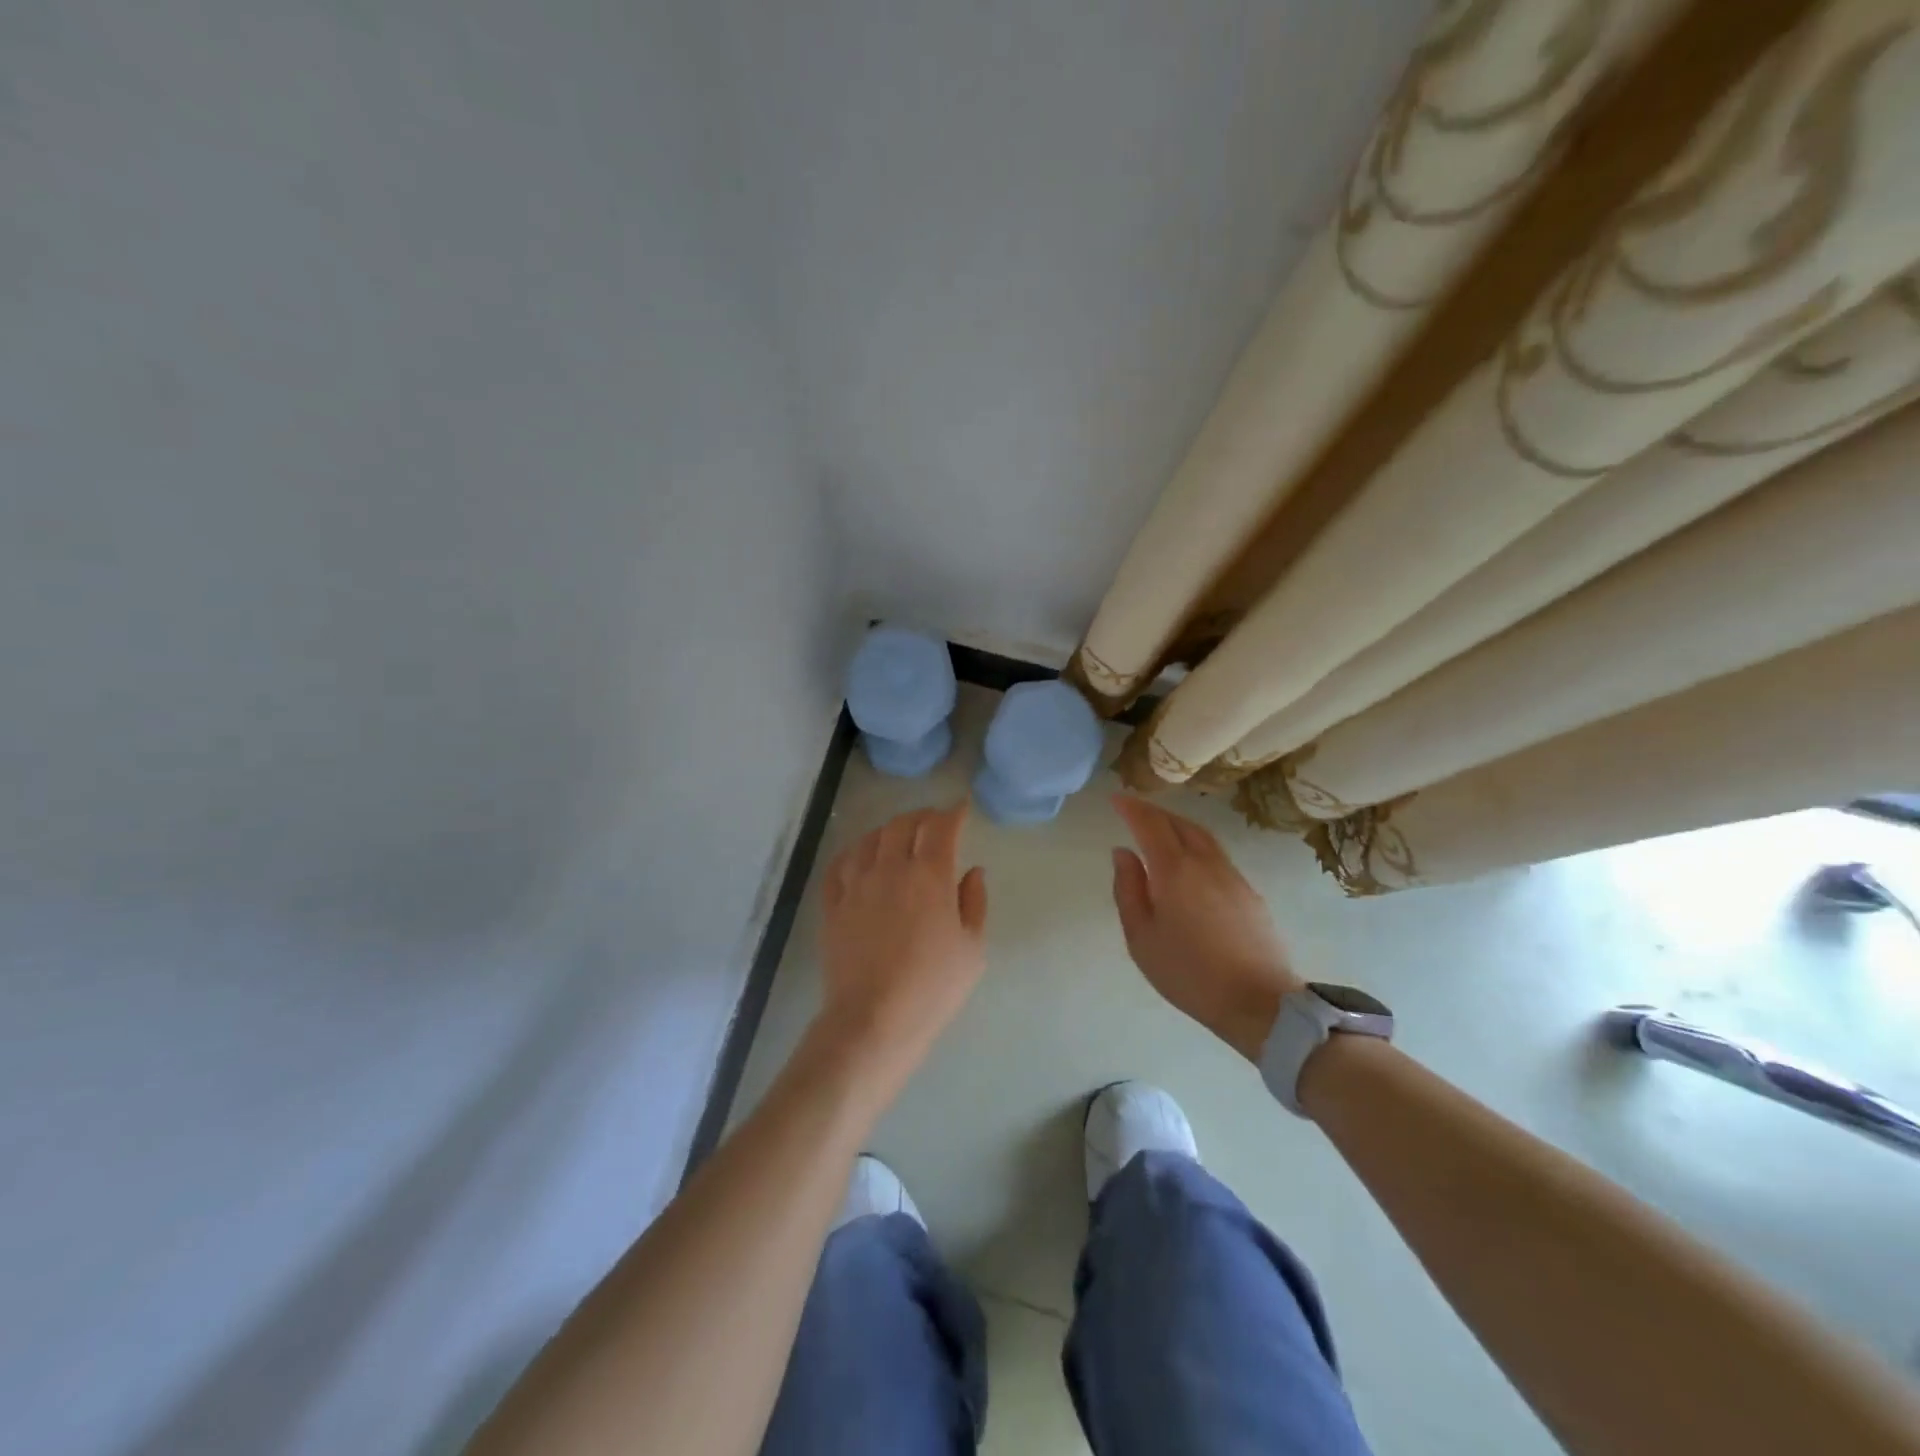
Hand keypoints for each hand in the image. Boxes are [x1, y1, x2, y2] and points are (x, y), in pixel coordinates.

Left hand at [813, 799, 988, 1098]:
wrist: (874, 1020)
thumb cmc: (933, 988)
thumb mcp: (972, 949)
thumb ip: (974, 903)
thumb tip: (973, 871)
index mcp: (930, 876)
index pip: (941, 828)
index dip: (953, 813)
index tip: (961, 809)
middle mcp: (891, 869)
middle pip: (903, 825)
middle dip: (922, 817)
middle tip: (934, 823)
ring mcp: (857, 885)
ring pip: (870, 839)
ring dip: (889, 831)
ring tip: (899, 837)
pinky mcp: (833, 904)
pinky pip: (840, 865)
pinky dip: (855, 853)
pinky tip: (861, 857)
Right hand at [1111, 795, 1302, 1061]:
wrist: (1259, 1002)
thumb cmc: (1189, 973)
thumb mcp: (1141, 937)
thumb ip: (1128, 889)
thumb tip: (1123, 853)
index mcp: (1174, 870)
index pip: (1150, 824)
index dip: (1131, 808)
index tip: (1115, 798)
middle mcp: (1205, 862)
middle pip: (1178, 823)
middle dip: (1154, 812)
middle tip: (1134, 810)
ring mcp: (1232, 875)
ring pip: (1202, 835)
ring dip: (1177, 824)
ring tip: (1160, 829)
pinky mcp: (1249, 892)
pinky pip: (1217, 854)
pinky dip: (1196, 844)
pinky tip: (1190, 861)